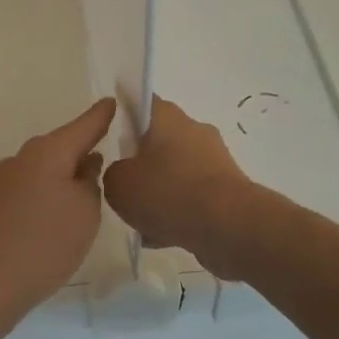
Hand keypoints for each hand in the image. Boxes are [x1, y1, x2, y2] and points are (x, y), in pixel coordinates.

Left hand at [0, 98, 116, 338]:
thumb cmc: (43, 243)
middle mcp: (23, 159)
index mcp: (47, 151)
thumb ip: (90, 182)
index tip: (116, 102)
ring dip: (68, 177)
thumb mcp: (85, 212)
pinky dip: (51, 198)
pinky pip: (34, 192)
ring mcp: (5, 184)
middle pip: (63, 147)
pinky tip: (62, 218)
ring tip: (93, 192)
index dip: (103, 115)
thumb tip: (84, 166)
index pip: (85, 124)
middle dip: (86, 149)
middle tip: (114, 153)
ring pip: (47, 171)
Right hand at [102, 97, 256, 278]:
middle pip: (159, 141)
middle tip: (123, 186)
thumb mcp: (119, 185)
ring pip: (176, 173)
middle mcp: (194, 132)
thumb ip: (113, 174)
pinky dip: (178, 212)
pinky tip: (163, 236)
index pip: (142, 102)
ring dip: (160, 192)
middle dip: (141, 163)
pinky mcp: (227, 190)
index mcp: (168, 118)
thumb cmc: (168, 193)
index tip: (110, 133)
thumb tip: (125, 175)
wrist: (228, 225)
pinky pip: (193, 197)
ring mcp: (215, 161)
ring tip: (141, 221)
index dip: (124, 114)